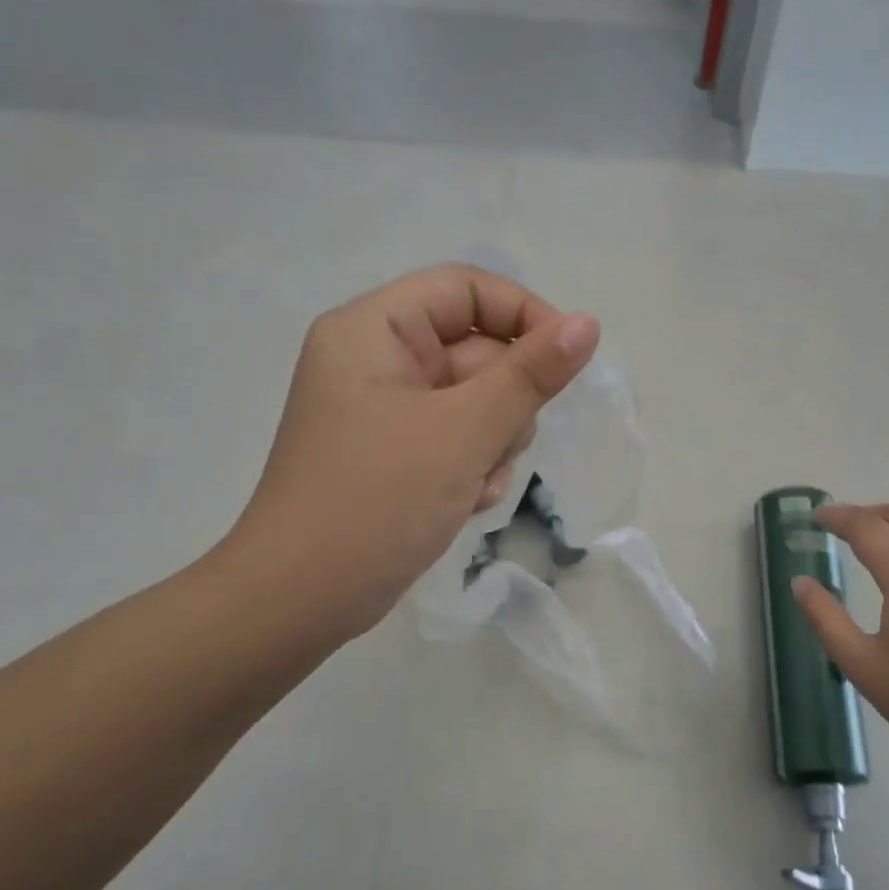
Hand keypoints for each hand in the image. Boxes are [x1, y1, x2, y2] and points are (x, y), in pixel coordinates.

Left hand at [213, 264, 598, 643]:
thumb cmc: (377, 501)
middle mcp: (377, 360)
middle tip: (496, 446)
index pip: (466, 289)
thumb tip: (587, 324)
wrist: (301, 600)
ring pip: (476, 401)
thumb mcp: (464, 432)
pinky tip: (463, 504)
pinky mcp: (396, 454)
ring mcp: (386, 411)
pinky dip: (472, 466)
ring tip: (473, 484)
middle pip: (475, 350)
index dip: (523, 315)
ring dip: (493, 442)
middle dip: (503, 402)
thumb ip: (530, 374)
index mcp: (374, 330)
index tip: (568, 360)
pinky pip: (457, 438)